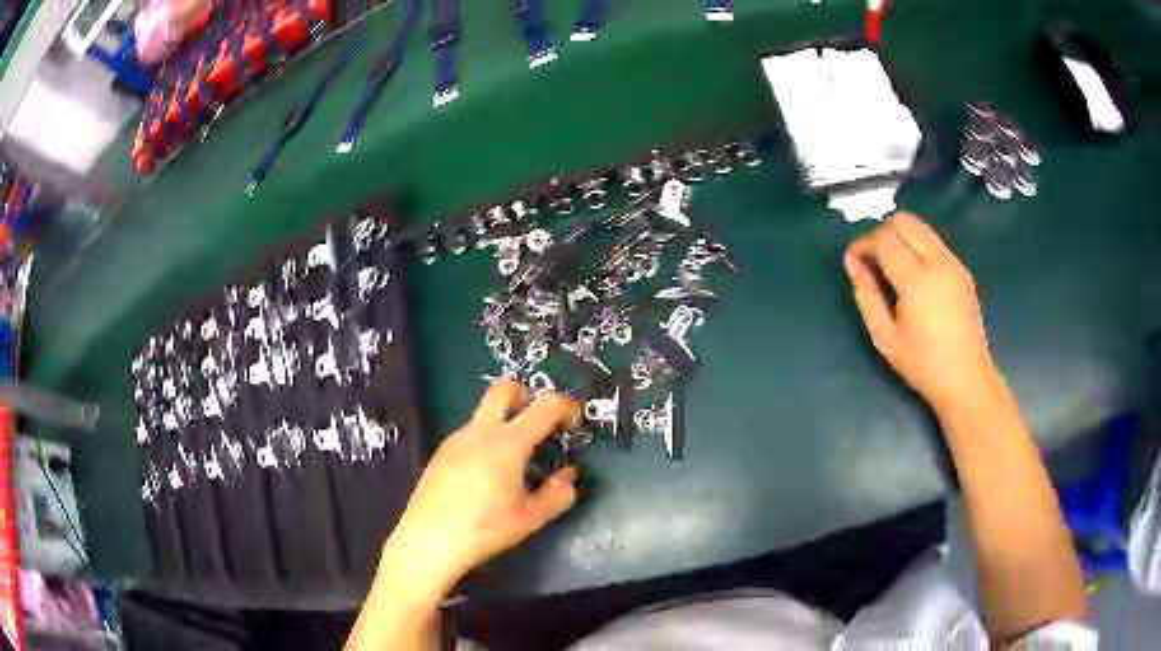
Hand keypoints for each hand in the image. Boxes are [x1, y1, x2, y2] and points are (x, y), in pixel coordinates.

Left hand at [378, 379, 580, 601]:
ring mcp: (455, 439)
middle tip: (540, 426)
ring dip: (505, 421)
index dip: (567, 407)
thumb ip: (558, 494)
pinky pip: (470, 433)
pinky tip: (485, 477)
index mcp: (508, 443)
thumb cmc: (484, 530)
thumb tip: (567, 475)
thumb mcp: (530, 519)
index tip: (573, 426)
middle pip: (505, 387)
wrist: (427, 541)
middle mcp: (480, 431)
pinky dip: (486, 440)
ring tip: (514, 462)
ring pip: (485, 412)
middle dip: (528, 395)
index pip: (545, 404)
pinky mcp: (440, 453)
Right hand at [844, 213, 1001, 415]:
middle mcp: (938, 262)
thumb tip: (851, 262)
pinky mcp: (962, 269)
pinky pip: (933, 241)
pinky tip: (912, 274)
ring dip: (899, 236)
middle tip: (872, 259)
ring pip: (920, 226)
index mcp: (917, 281)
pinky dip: (916, 245)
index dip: (863, 244)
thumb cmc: (923, 365)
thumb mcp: (885, 336)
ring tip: (890, 265)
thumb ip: (866, 295)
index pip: (884, 239)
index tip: (853, 260)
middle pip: (903, 221)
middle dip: (881, 232)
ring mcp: (953, 262)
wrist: (966, 379)